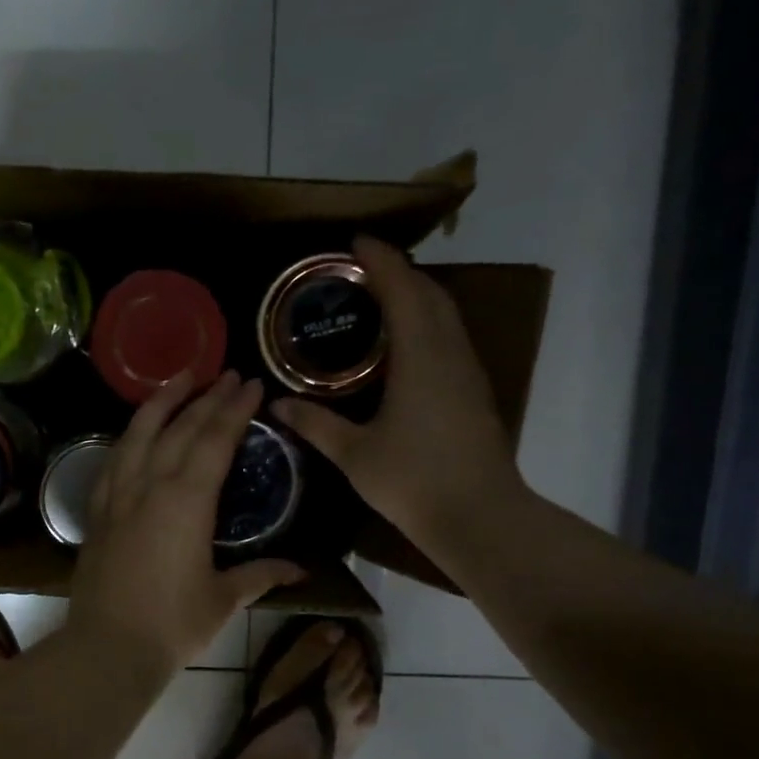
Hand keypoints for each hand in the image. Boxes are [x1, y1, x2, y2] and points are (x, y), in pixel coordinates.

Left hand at [68, 371, 304, 673]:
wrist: (108, 646)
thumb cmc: (173, 624)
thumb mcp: (224, 598)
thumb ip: (261, 575)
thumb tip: (300, 570)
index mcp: (186, 501)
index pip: (214, 440)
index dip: (234, 409)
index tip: (251, 385)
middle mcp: (149, 486)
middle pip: (180, 428)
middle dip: (207, 397)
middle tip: (228, 374)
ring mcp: (118, 496)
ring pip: (138, 434)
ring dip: (161, 402)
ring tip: (180, 378)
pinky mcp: (97, 511)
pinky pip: (113, 460)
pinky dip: (129, 436)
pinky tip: (137, 431)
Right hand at [272, 236, 525, 550]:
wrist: (480, 516)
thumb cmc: (413, 480)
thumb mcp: (353, 453)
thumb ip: (315, 424)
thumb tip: (278, 405)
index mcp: (420, 358)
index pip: (402, 290)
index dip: (380, 261)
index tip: (356, 241)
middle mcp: (449, 353)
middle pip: (430, 294)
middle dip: (399, 271)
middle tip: (361, 268)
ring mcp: (467, 372)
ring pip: (446, 314)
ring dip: (417, 294)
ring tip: (380, 295)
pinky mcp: (474, 391)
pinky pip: (449, 336)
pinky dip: (426, 321)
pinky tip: (404, 342)